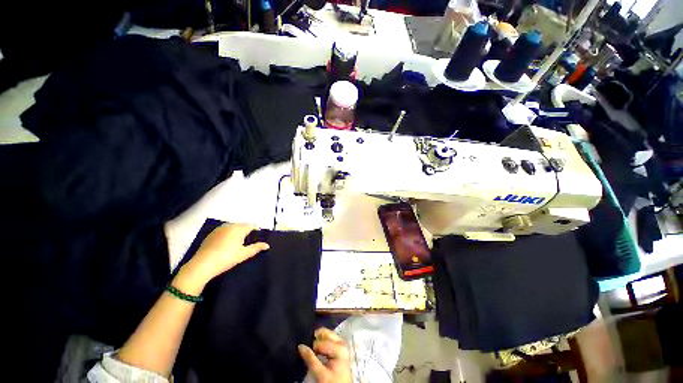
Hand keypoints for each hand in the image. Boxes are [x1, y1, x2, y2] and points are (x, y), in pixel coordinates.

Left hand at [182, 224, 268, 285]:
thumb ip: (256, 248)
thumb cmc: (226, 258)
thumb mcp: (244, 254)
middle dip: (247, 233)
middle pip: (242, 226)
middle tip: (248, 244)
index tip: (258, 240)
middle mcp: (229, 225)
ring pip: (233, 228)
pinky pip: (224, 231)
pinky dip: (228, 236)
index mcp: (238, 228)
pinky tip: (226, 246)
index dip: (257, 232)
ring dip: (237, 234)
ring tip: (237, 246)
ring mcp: (219, 229)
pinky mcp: (211, 234)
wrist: (202, 265)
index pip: (252, 226)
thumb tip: (267, 245)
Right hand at [299, 328, 351, 382]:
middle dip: (316, 338)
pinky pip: (330, 340)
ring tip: (311, 349)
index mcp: (339, 348)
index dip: (312, 347)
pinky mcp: (340, 348)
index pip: (321, 342)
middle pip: (326, 333)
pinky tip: (317, 350)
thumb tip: (300, 346)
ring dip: (319, 340)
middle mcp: (342, 343)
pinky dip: (322, 343)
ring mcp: (342, 345)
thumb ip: (310, 359)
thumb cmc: (333, 382)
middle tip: (306, 346)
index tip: (304, 352)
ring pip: (328, 335)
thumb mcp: (321, 374)